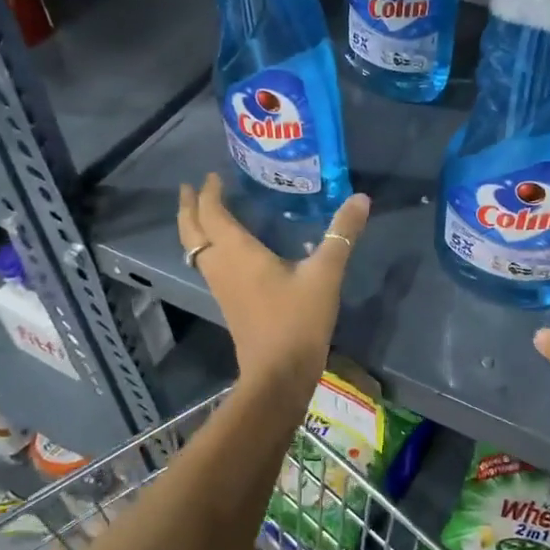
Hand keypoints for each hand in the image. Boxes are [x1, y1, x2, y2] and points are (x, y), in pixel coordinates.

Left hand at [176, 172, 369, 387]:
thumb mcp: (325, 274)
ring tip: (203, 212)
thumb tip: (360, 198)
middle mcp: (221, 266)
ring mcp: (221, 287)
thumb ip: (342, 235)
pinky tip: (227, 249)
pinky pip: (208, 265)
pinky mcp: (229, 303)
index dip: (208, 192)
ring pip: (196, 250)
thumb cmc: (298, 320)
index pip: (212, 213)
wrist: (278, 374)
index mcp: (237, 253)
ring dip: (195, 228)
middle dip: (189, 207)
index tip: (212, 175)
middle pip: (192, 231)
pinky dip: (207, 247)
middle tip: (190, 187)